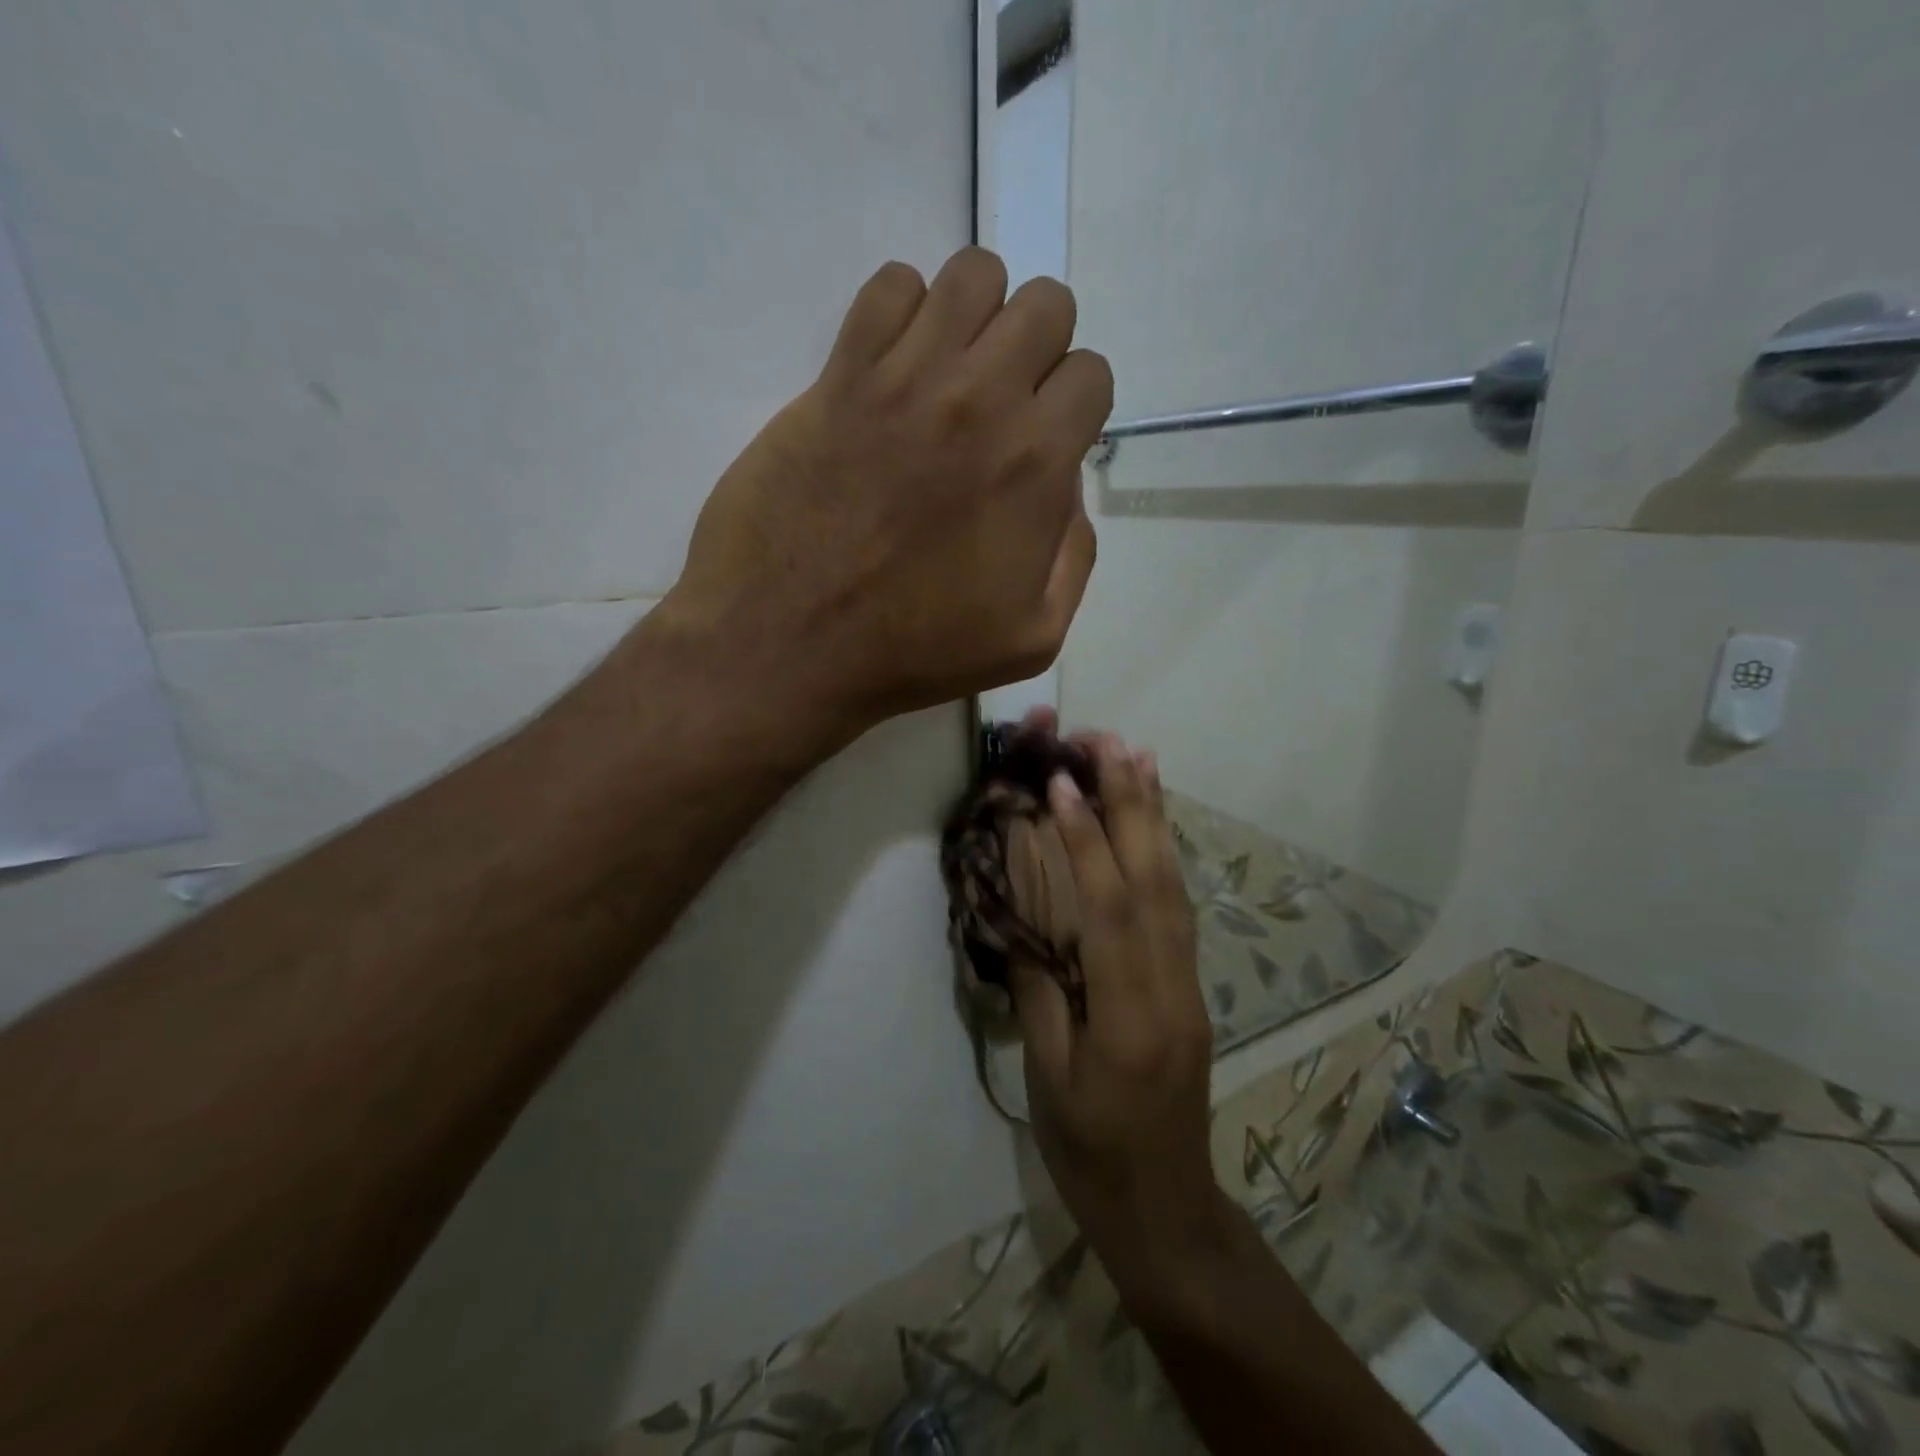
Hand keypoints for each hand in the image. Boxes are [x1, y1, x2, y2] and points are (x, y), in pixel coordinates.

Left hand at [664, 248, 1112, 742]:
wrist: (790, 646)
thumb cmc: (913, 655)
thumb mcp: (1032, 638)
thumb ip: (1073, 556)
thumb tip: (1066, 490)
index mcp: (1035, 466)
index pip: (1091, 375)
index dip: (1073, 407)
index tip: (1042, 442)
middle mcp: (981, 402)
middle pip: (1045, 305)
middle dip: (1036, 349)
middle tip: (1000, 403)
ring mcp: (905, 380)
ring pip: (973, 276)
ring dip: (976, 318)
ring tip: (948, 373)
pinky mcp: (838, 376)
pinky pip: (887, 287)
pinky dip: (900, 312)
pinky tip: (890, 367)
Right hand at [1012, 734, 1237, 1292]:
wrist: (1166, 1208)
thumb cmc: (1092, 1154)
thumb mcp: (1048, 1081)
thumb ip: (1042, 993)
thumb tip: (1028, 920)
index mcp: (1127, 1016)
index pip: (1109, 910)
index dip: (1086, 842)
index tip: (1063, 784)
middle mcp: (1169, 987)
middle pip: (1156, 881)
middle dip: (1133, 804)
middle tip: (1111, 742)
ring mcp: (1188, 985)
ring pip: (1176, 887)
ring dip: (1156, 819)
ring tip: (1140, 760)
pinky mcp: (1191, 987)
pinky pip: (1179, 908)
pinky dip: (1165, 855)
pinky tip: (1153, 825)